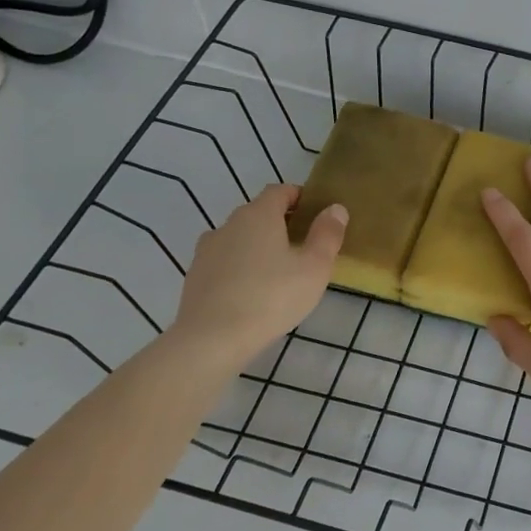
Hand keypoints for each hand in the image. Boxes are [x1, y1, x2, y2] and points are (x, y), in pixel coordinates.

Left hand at [168, 184, 344, 363]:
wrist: (212, 339)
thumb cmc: (272, 297)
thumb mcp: (314, 267)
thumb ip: (327, 234)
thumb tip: (336, 208)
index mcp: (259, 215)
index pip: (279, 191)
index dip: (299, 196)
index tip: (315, 213)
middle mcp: (229, 224)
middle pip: (258, 213)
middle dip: (280, 223)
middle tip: (303, 246)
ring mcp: (206, 250)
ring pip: (239, 238)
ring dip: (258, 246)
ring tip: (277, 272)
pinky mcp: (195, 276)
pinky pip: (224, 261)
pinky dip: (239, 267)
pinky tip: (251, 291)